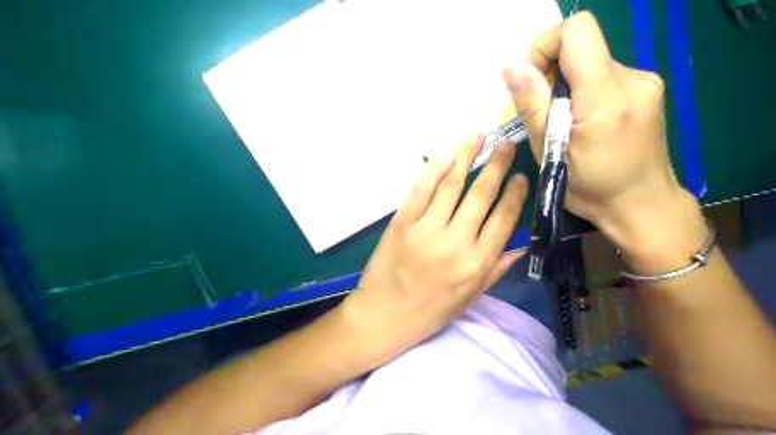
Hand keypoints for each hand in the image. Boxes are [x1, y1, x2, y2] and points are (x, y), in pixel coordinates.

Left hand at [344, 135, 531, 363]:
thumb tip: (519, 246)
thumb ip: (495, 270)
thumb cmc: (429, 312)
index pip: (503, 220)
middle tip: (505, 144)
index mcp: (476, 264)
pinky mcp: (401, 223)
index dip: (514, 195)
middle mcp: (455, 243)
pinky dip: (433, 170)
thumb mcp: (469, 299)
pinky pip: (420, 191)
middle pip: (480, 195)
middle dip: (496, 166)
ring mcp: (426, 230)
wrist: (383, 316)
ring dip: (466, 157)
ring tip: (478, 137)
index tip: (521, 176)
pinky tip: (445, 156)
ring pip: (451, 186)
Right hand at [504, 12, 696, 253]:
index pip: (577, 31)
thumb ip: (532, 104)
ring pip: (590, 60)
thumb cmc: (590, 187)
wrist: (641, 205)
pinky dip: (583, 90)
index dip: (546, 47)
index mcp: (606, 96)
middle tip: (547, 114)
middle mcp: (632, 78)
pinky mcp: (646, 88)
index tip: (534, 84)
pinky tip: (583, 122)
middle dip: (552, 72)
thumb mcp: (549, 151)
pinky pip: (602, 74)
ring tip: (564, 123)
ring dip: (567, 85)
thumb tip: (510, 66)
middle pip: (581, 45)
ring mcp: (644, 81)